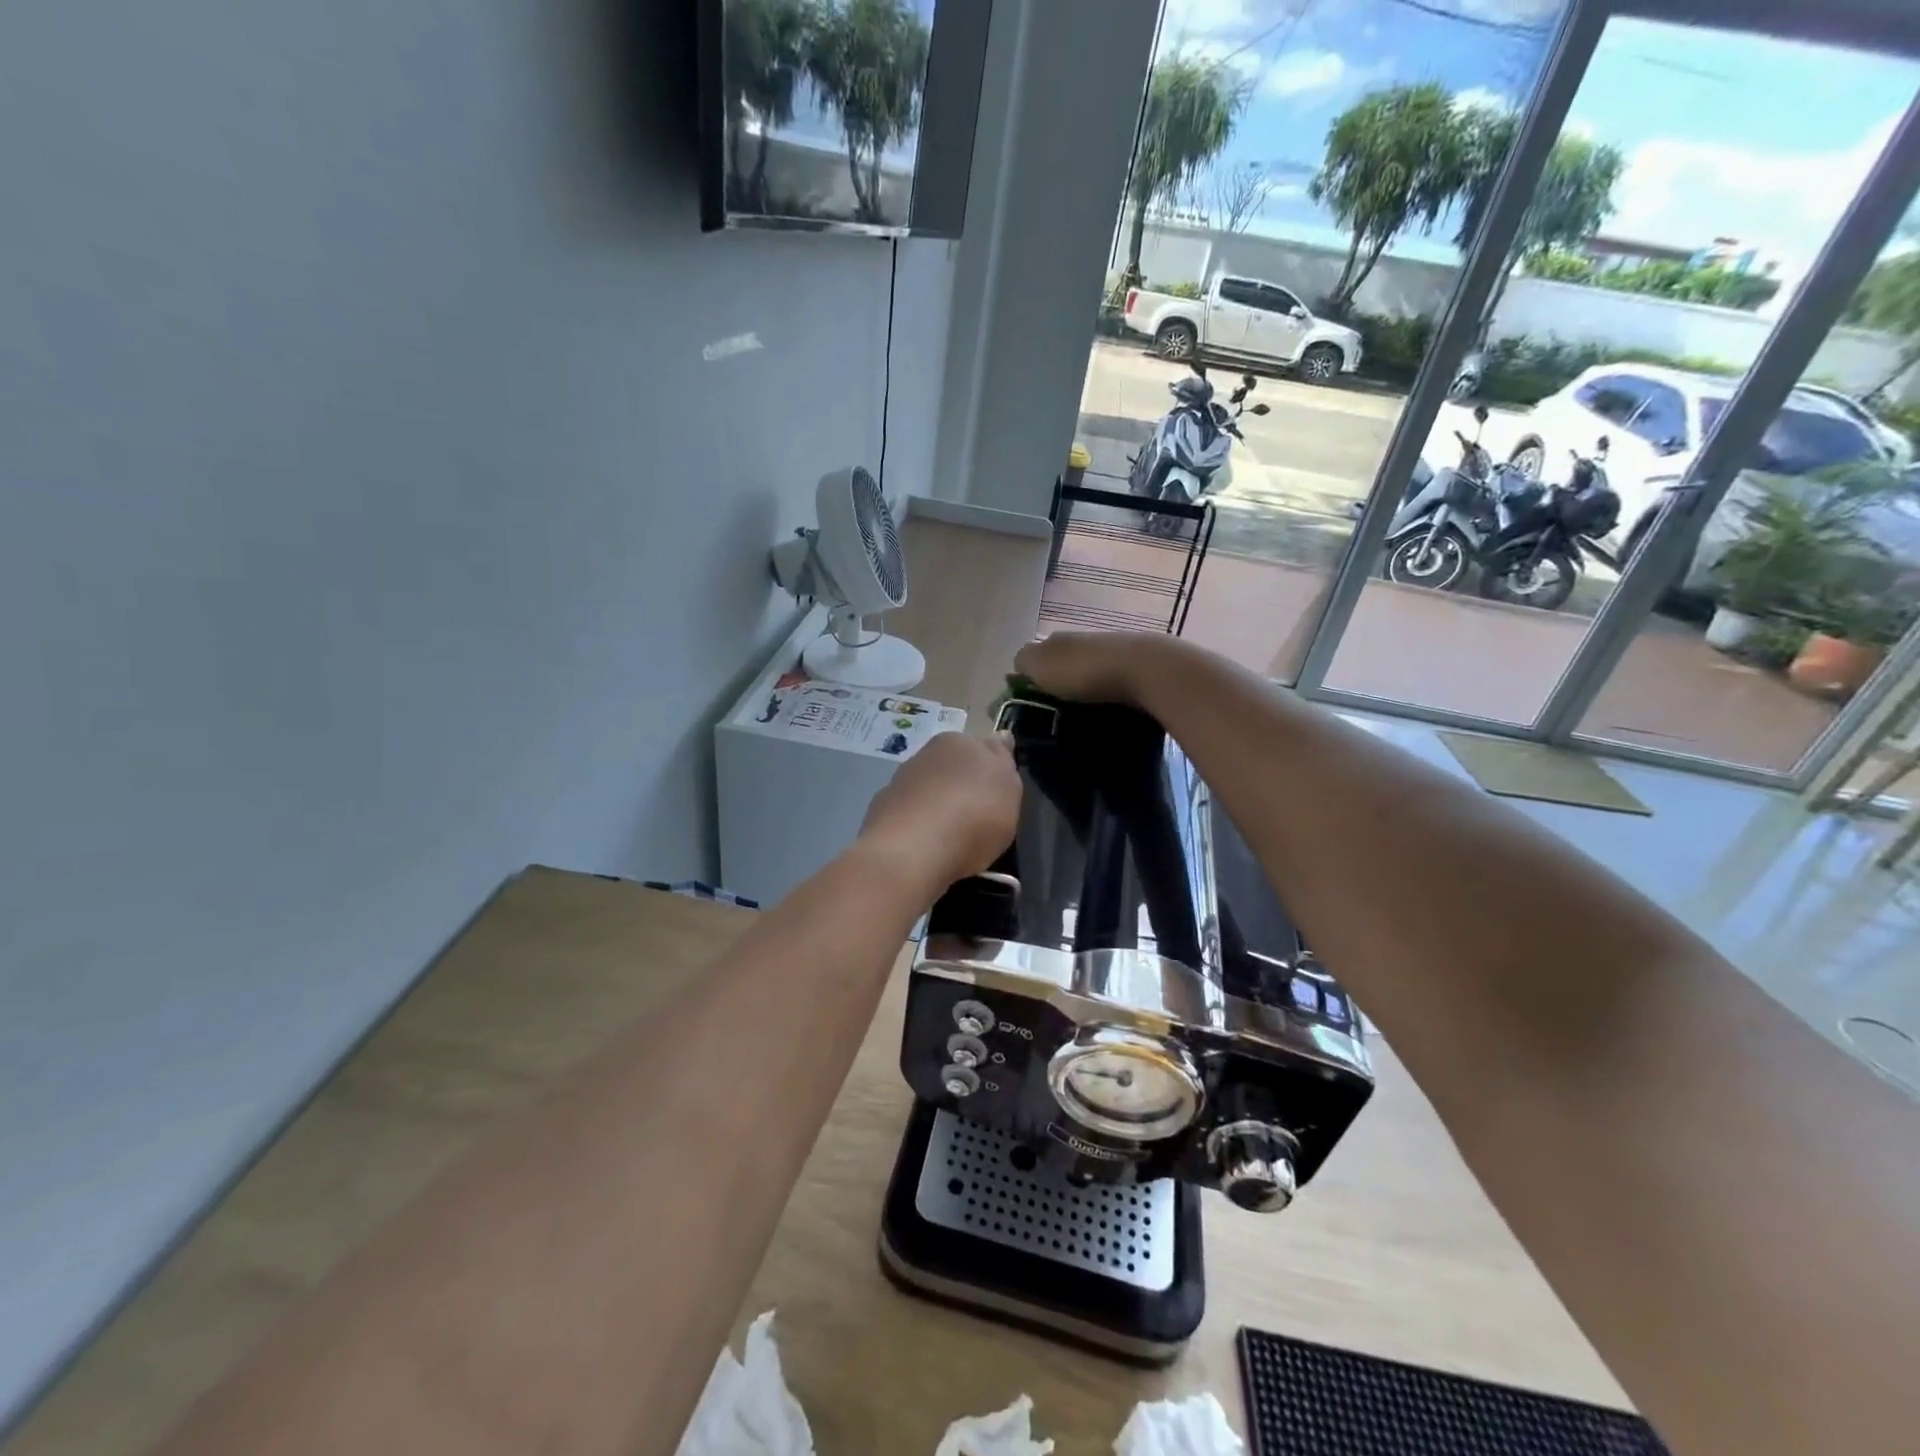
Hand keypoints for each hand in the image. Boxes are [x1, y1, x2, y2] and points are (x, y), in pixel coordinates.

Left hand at [858, 731, 1020, 892]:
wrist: (912, 851)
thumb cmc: (973, 815)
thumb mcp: (1008, 788)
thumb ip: (1003, 762)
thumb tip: (999, 739)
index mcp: (959, 742)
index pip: (982, 748)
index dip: (991, 769)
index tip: (996, 793)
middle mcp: (925, 755)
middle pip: (951, 768)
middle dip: (961, 787)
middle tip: (976, 818)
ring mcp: (898, 783)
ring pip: (927, 791)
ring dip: (937, 807)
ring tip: (950, 839)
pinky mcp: (880, 813)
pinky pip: (908, 816)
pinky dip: (917, 827)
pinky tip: (925, 848)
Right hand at [1013, 632, 1177, 704]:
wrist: (1143, 670)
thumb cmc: (1084, 670)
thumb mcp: (1040, 664)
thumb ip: (1024, 663)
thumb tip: (1017, 669)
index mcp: (1056, 640)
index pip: (1035, 659)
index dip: (1029, 681)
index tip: (1027, 708)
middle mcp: (1083, 642)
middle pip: (1063, 667)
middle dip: (1057, 688)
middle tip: (1052, 720)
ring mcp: (1111, 655)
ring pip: (1088, 677)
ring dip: (1082, 695)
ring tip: (1078, 723)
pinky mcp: (1135, 671)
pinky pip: (1111, 688)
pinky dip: (1105, 700)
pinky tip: (1104, 717)